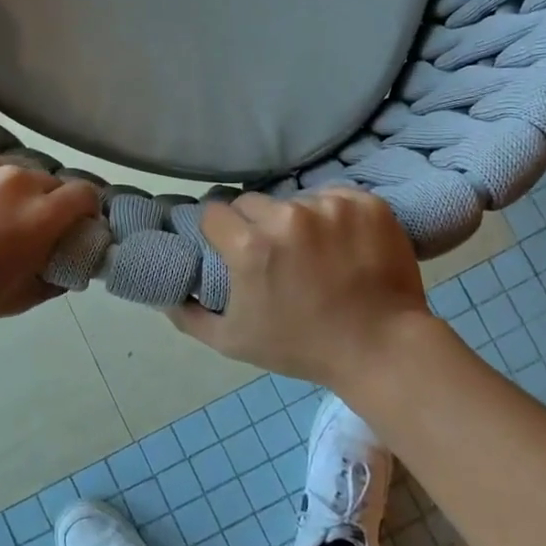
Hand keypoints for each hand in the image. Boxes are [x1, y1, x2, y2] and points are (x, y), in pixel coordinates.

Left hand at [0, 148, 101, 328]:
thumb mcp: (18, 299)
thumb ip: (55, 279)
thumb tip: (70, 266)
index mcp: (38, 215)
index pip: (84, 192)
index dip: (82, 208)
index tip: (71, 221)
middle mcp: (14, 179)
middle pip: (44, 180)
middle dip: (39, 201)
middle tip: (15, 224)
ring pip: (3, 169)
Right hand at [170, 189, 436, 390]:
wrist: (382, 349)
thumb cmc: (303, 348)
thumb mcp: (234, 342)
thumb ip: (189, 315)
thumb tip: (163, 294)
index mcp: (251, 247)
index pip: (215, 213)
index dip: (218, 232)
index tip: (230, 248)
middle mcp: (288, 217)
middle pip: (252, 202)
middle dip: (254, 224)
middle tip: (272, 253)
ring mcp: (331, 207)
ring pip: (295, 199)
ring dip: (296, 220)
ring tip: (314, 252)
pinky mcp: (366, 204)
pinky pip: (334, 196)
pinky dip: (334, 215)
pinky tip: (343, 243)